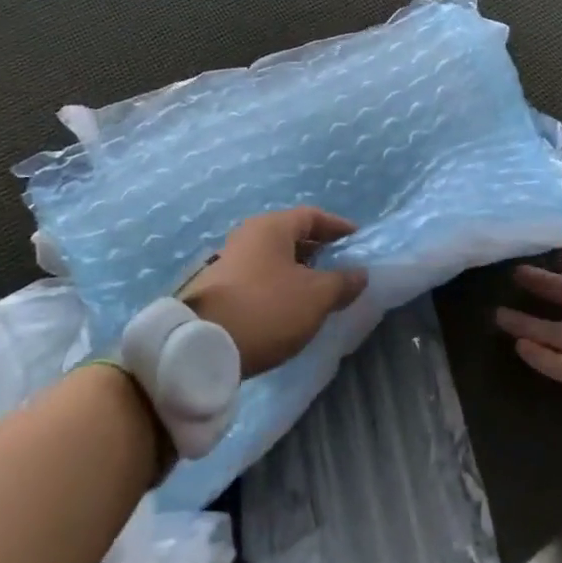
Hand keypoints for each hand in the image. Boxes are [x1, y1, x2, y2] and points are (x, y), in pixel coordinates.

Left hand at [180, 208, 367, 376]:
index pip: (312, 215)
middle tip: (342, 266)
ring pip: (274, 258)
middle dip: (319, 249)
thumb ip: (343, 282)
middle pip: (291, 235)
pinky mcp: (219, 289)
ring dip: (299, 270)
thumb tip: (360, 274)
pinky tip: (291, 307)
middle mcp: (248, 236)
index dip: (338, 226)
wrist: (201, 347)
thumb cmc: (267, 309)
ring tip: (320, 290)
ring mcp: (229, 261)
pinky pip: (260, 277)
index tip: (358, 240)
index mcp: (272, 227)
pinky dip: (280, 285)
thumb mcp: (316, 296)